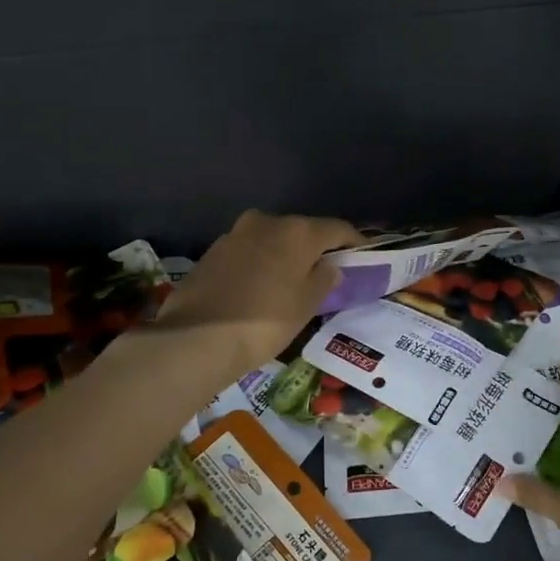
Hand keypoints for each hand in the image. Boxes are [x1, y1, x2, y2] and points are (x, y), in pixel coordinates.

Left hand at [154, 210, 360, 376]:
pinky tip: (260, 286)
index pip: (337, 228)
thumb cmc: (265, 322)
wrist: (196, 338)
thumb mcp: (306, 305)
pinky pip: (249, 251)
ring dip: (285, 254)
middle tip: (327, 271)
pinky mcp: (213, 251)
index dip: (354, 242)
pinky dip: (261, 263)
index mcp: (297, 231)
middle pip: (302, 230)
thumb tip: (330, 266)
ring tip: (292, 280)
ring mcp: (235, 233)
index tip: (363, 256)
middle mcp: (267, 221)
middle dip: (316, 248)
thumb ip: (324, 280)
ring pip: (272, 239)